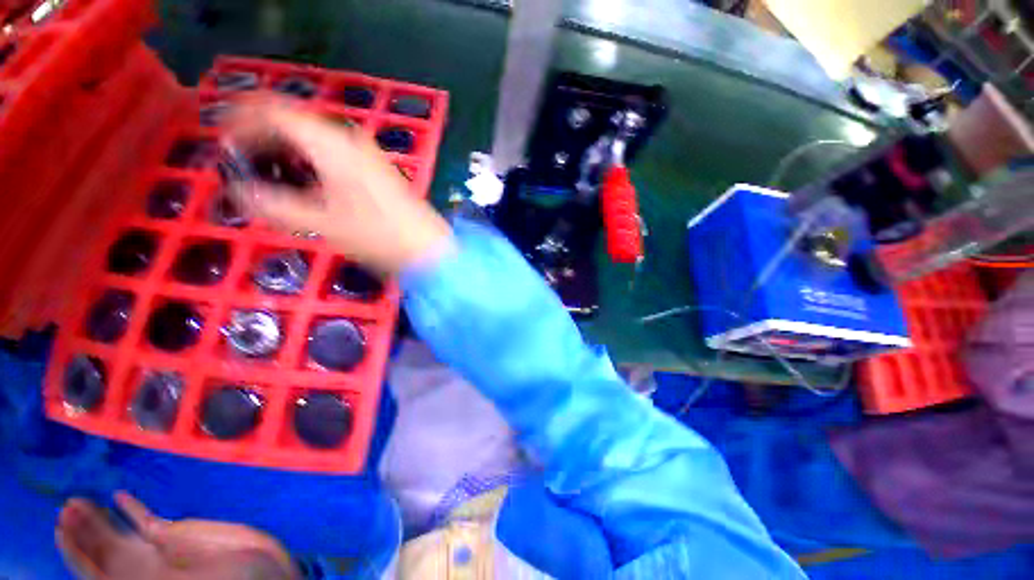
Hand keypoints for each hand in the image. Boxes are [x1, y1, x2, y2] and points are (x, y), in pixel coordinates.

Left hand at [55, 492, 295, 579]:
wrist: (261, 572)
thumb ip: (145, 576)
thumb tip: (107, 575)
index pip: (97, 568)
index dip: (76, 551)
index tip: (59, 527)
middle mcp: (138, 568)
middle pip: (102, 550)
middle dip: (82, 531)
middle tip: (65, 507)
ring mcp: (156, 550)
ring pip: (118, 534)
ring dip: (97, 519)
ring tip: (78, 502)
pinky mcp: (175, 534)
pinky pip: (146, 521)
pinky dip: (132, 509)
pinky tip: (119, 497)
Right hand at [225, 97, 452, 275]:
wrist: (427, 248)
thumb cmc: (377, 236)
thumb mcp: (321, 224)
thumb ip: (275, 206)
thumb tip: (240, 192)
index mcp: (331, 143)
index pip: (275, 113)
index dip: (242, 121)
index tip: (223, 143)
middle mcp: (349, 139)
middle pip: (295, 122)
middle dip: (264, 136)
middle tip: (242, 161)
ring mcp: (368, 153)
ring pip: (316, 138)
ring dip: (288, 149)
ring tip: (269, 172)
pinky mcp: (377, 169)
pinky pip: (335, 152)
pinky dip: (312, 160)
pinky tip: (306, 180)